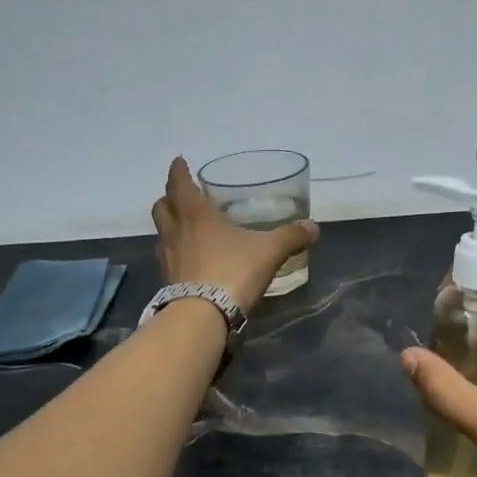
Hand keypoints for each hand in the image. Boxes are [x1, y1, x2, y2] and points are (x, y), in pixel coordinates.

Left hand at [152, 157, 319, 314]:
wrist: (202, 316)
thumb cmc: (232, 271)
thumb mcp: (269, 251)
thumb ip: (291, 237)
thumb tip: (313, 227)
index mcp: (196, 214)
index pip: (180, 184)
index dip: (179, 171)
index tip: (179, 161)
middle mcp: (176, 231)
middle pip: (163, 206)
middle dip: (170, 198)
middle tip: (182, 195)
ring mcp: (168, 257)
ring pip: (162, 232)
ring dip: (171, 225)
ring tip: (186, 227)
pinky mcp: (167, 280)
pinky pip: (168, 257)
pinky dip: (176, 251)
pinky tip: (190, 258)